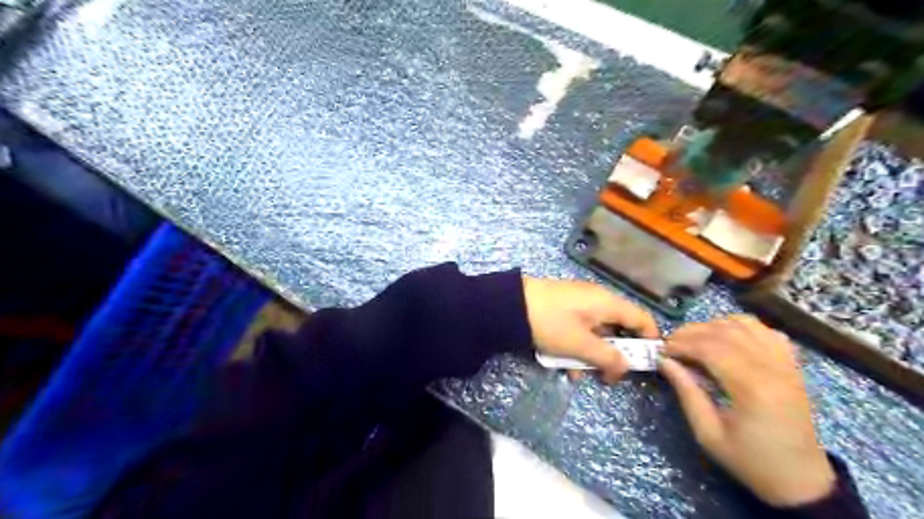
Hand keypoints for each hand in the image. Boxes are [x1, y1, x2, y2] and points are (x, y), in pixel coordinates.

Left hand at [524, 277, 660, 382]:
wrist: (509, 305)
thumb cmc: (550, 323)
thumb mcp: (580, 344)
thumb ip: (607, 357)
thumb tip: (625, 367)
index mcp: (608, 303)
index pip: (642, 319)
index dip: (648, 341)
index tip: (644, 364)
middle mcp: (597, 299)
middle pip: (618, 328)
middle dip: (612, 354)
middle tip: (606, 375)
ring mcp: (578, 303)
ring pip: (596, 332)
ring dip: (590, 354)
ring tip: (577, 374)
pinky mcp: (562, 308)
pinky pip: (579, 329)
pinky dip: (576, 346)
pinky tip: (563, 365)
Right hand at [657, 316, 838, 505]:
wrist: (801, 480)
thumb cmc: (750, 460)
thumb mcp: (708, 433)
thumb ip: (686, 392)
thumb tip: (664, 361)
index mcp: (752, 388)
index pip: (710, 348)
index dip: (681, 344)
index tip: (661, 351)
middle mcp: (772, 368)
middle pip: (724, 331)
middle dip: (691, 332)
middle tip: (671, 344)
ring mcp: (786, 363)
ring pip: (744, 324)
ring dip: (713, 325)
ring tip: (695, 340)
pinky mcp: (792, 365)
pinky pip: (765, 331)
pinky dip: (741, 326)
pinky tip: (726, 338)